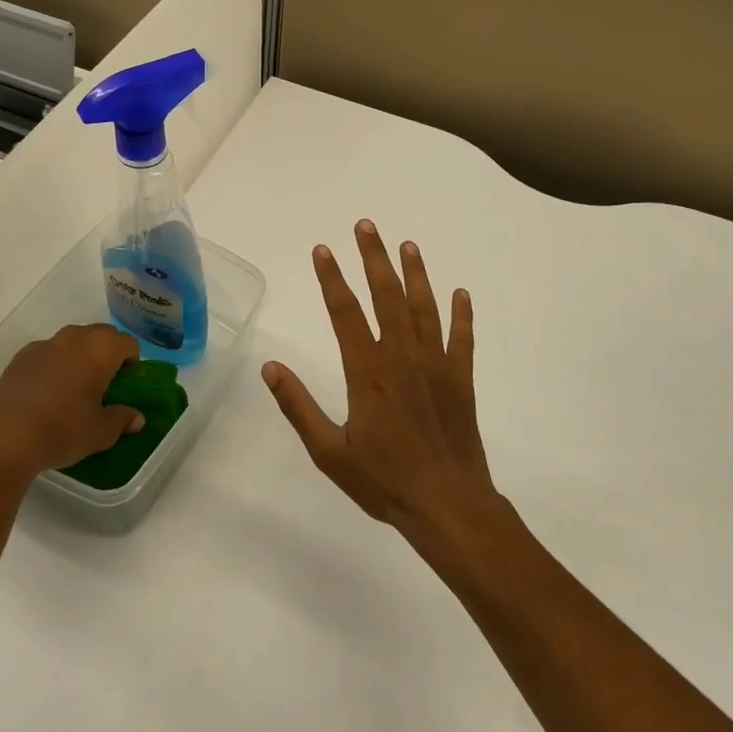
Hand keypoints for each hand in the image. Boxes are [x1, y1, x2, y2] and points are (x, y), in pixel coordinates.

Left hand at [0, 324, 143, 478]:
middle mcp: (75, 337)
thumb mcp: (102, 432)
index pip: (128, 343)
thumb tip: (137, 418)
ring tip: (73, 389)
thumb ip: (123, 419)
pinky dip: (54, 365)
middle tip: (103, 386)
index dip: (132, 363)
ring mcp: (46, 343)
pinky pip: (48, 353)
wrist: (5, 437)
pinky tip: (45, 393)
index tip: (125, 386)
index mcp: (101, 349)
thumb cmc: (63, 430)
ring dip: (80, 357)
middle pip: (102, 335)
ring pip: (73, 341)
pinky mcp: (21, 356)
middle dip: (107, 355)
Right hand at [262, 221, 498, 547]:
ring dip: (415, 274)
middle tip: (366, 225)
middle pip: (387, 296)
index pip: (345, 313)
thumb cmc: (385, 481)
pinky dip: (462, 315)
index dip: (332, 279)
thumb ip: (299, 406)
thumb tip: (270, 368)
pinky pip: (462, 339)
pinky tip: (461, 293)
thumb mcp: (330, 452)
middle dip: (374, 258)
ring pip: (424, 308)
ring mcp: (436, 365)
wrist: (449, 506)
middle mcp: (402, 357)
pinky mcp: (461, 379)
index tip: (322, 249)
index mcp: (367, 372)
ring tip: (408, 245)